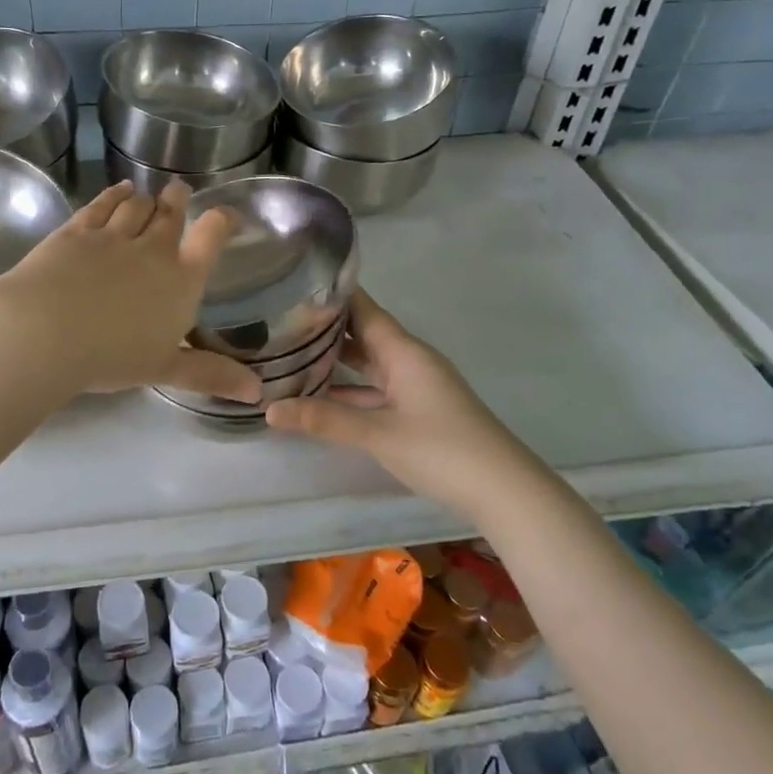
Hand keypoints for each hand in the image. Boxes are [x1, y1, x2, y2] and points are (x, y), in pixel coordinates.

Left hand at [0, 179, 262, 401]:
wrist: (46, 330)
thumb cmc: (112, 356)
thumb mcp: (166, 369)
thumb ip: (211, 374)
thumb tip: (259, 393)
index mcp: (181, 280)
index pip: (211, 238)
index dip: (222, 221)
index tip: (227, 214)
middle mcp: (152, 250)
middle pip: (170, 214)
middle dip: (177, 200)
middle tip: (179, 190)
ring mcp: (112, 236)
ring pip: (136, 206)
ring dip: (145, 199)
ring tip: (148, 195)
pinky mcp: (76, 231)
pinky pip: (101, 205)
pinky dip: (113, 195)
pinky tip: (118, 190)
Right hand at [266, 289, 521, 519]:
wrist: (503, 490)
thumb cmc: (442, 449)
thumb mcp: (378, 433)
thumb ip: (324, 419)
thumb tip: (269, 409)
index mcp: (403, 352)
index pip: (363, 309)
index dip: (332, 295)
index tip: (294, 283)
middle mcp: (409, 361)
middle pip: (363, 334)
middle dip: (325, 328)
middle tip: (279, 320)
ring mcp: (415, 386)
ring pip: (368, 364)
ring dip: (336, 361)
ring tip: (290, 354)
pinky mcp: (417, 411)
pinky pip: (376, 390)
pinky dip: (350, 390)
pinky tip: (321, 397)